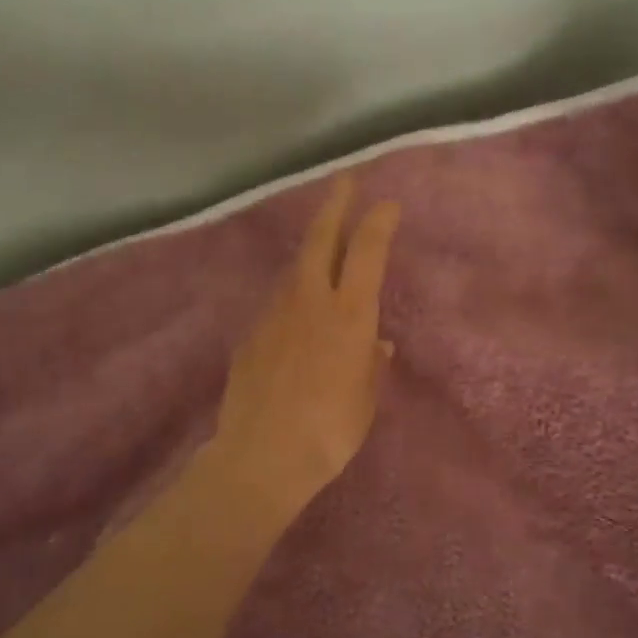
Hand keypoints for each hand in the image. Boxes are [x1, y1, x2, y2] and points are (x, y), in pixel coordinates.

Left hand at [208, 177, 399, 524]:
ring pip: (294, 269)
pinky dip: (292, 297)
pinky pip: (277, 305)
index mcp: (349, 314)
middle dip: (335, 205)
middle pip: (320, 239)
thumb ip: (371, 363)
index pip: (366, 251)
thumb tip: (377, 342)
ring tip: (323, 252)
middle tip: (344, 182)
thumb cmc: (331, 429)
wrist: (262, 455)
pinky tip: (296, 316)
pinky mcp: (250, 335)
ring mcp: (274, 315)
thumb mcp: (366, 397)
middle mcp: (309, 301)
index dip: (378, 221)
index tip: (387, 204)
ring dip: (311, 253)